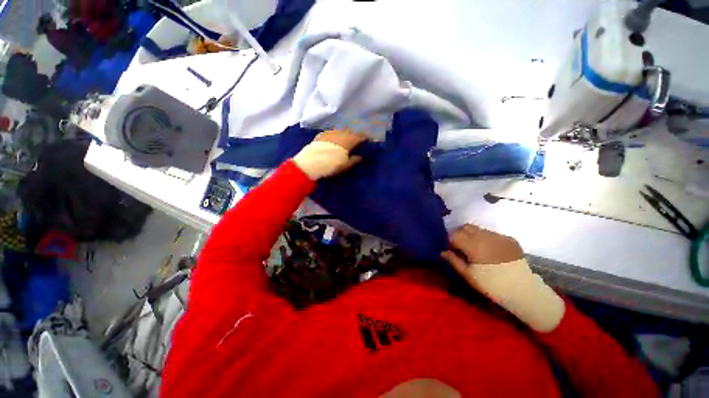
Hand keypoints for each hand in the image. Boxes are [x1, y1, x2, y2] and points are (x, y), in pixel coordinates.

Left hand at [293, 130, 367, 179]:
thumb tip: (361, 157)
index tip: (367, 140)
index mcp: (349, 141)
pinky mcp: (321, 135)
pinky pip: (331, 133)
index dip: (364, 137)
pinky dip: (335, 136)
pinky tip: (333, 140)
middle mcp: (340, 134)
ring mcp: (330, 133)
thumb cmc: (332, 165)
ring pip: (340, 131)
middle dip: (354, 135)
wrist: (312, 163)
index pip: (359, 136)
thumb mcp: (346, 165)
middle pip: (350, 132)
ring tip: (345, 139)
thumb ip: (354, 160)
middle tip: (356, 140)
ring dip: (344, 134)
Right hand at [441, 224, 564, 331]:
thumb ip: (453, 260)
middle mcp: (485, 236)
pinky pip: (492, 234)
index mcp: (473, 245)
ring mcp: (498, 236)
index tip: (453, 250)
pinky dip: (487, 239)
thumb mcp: (468, 275)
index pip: (454, 234)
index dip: (451, 241)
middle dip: (460, 234)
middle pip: (465, 227)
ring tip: (478, 249)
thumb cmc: (491, 285)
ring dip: (473, 236)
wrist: (523, 290)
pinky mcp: (509, 239)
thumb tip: (442, 252)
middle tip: (462, 247)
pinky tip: (492, 252)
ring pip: (479, 229)